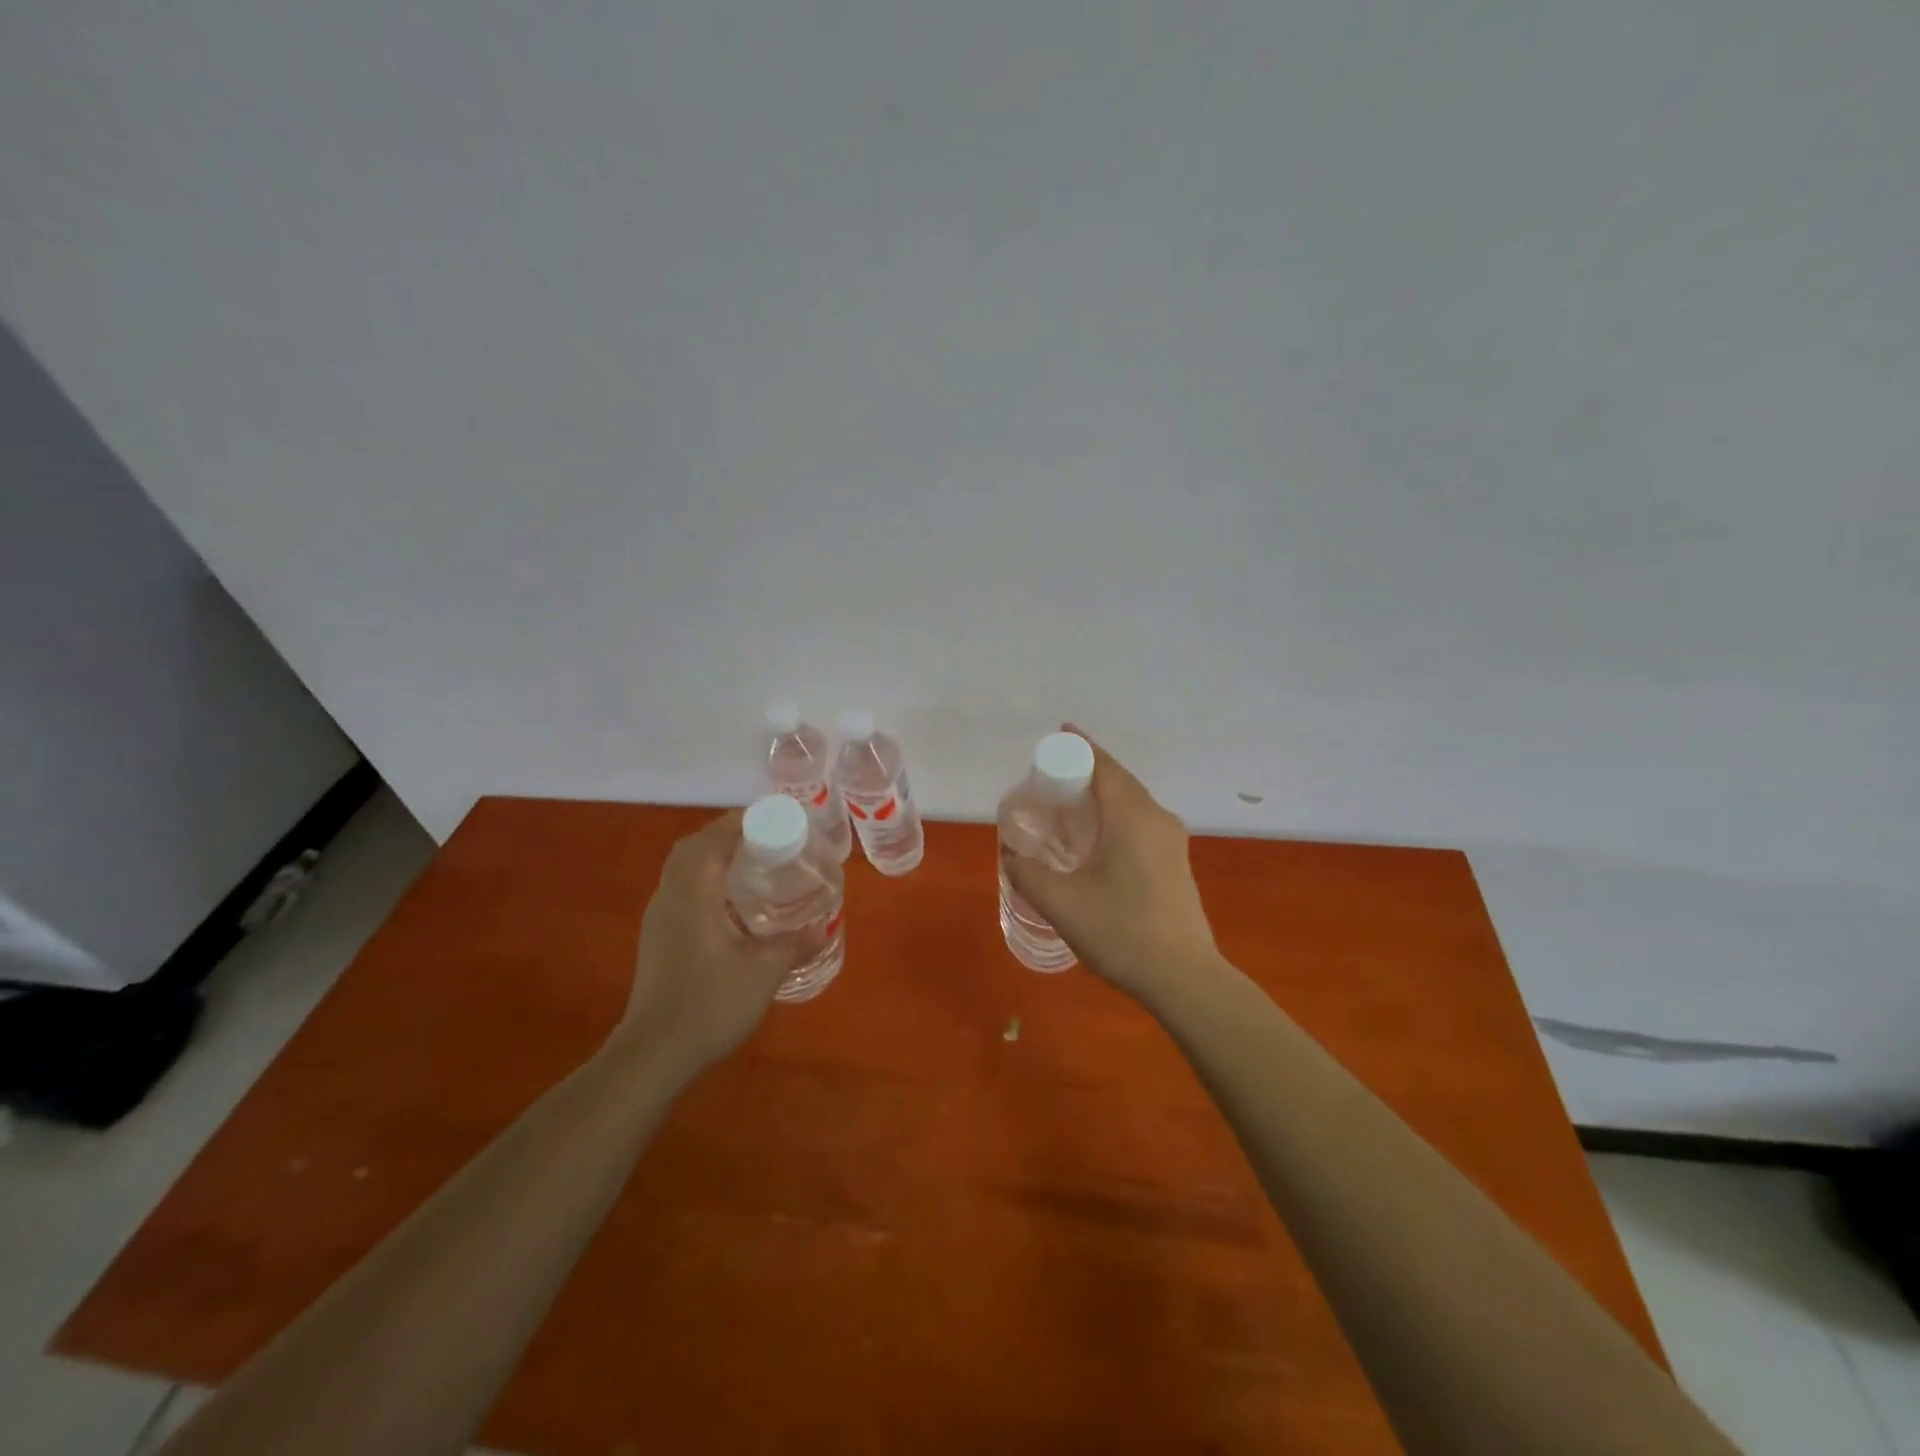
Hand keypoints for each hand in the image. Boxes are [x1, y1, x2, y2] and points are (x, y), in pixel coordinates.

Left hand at [612, 809, 822, 1083]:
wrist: (653, 1054)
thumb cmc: (710, 1006)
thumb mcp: (764, 974)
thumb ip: (794, 944)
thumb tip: (822, 927)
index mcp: (694, 894)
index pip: (713, 839)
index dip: (742, 822)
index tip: (774, 820)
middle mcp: (670, 896)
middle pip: (692, 847)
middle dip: (726, 834)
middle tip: (765, 840)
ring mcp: (658, 917)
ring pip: (681, 867)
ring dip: (711, 855)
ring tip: (751, 865)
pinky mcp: (656, 937)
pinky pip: (679, 888)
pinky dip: (702, 878)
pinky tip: (729, 903)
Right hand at [1001, 725, 1221, 1002]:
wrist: (1184, 978)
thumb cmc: (1121, 932)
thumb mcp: (1061, 903)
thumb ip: (1027, 873)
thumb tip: (1009, 855)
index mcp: (1133, 816)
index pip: (1104, 766)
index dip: (1079, 747)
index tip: (1057, 735)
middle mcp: (1157, 818)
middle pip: (1119, 780)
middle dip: (1087, 770)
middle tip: (1050, 777)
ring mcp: (1172, 841)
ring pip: (1132, 802)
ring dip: (1102, 796)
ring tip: (1067, 806)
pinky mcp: (1176, 862)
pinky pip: (1141, 822)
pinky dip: (1115, 816)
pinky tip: (1094, 840)